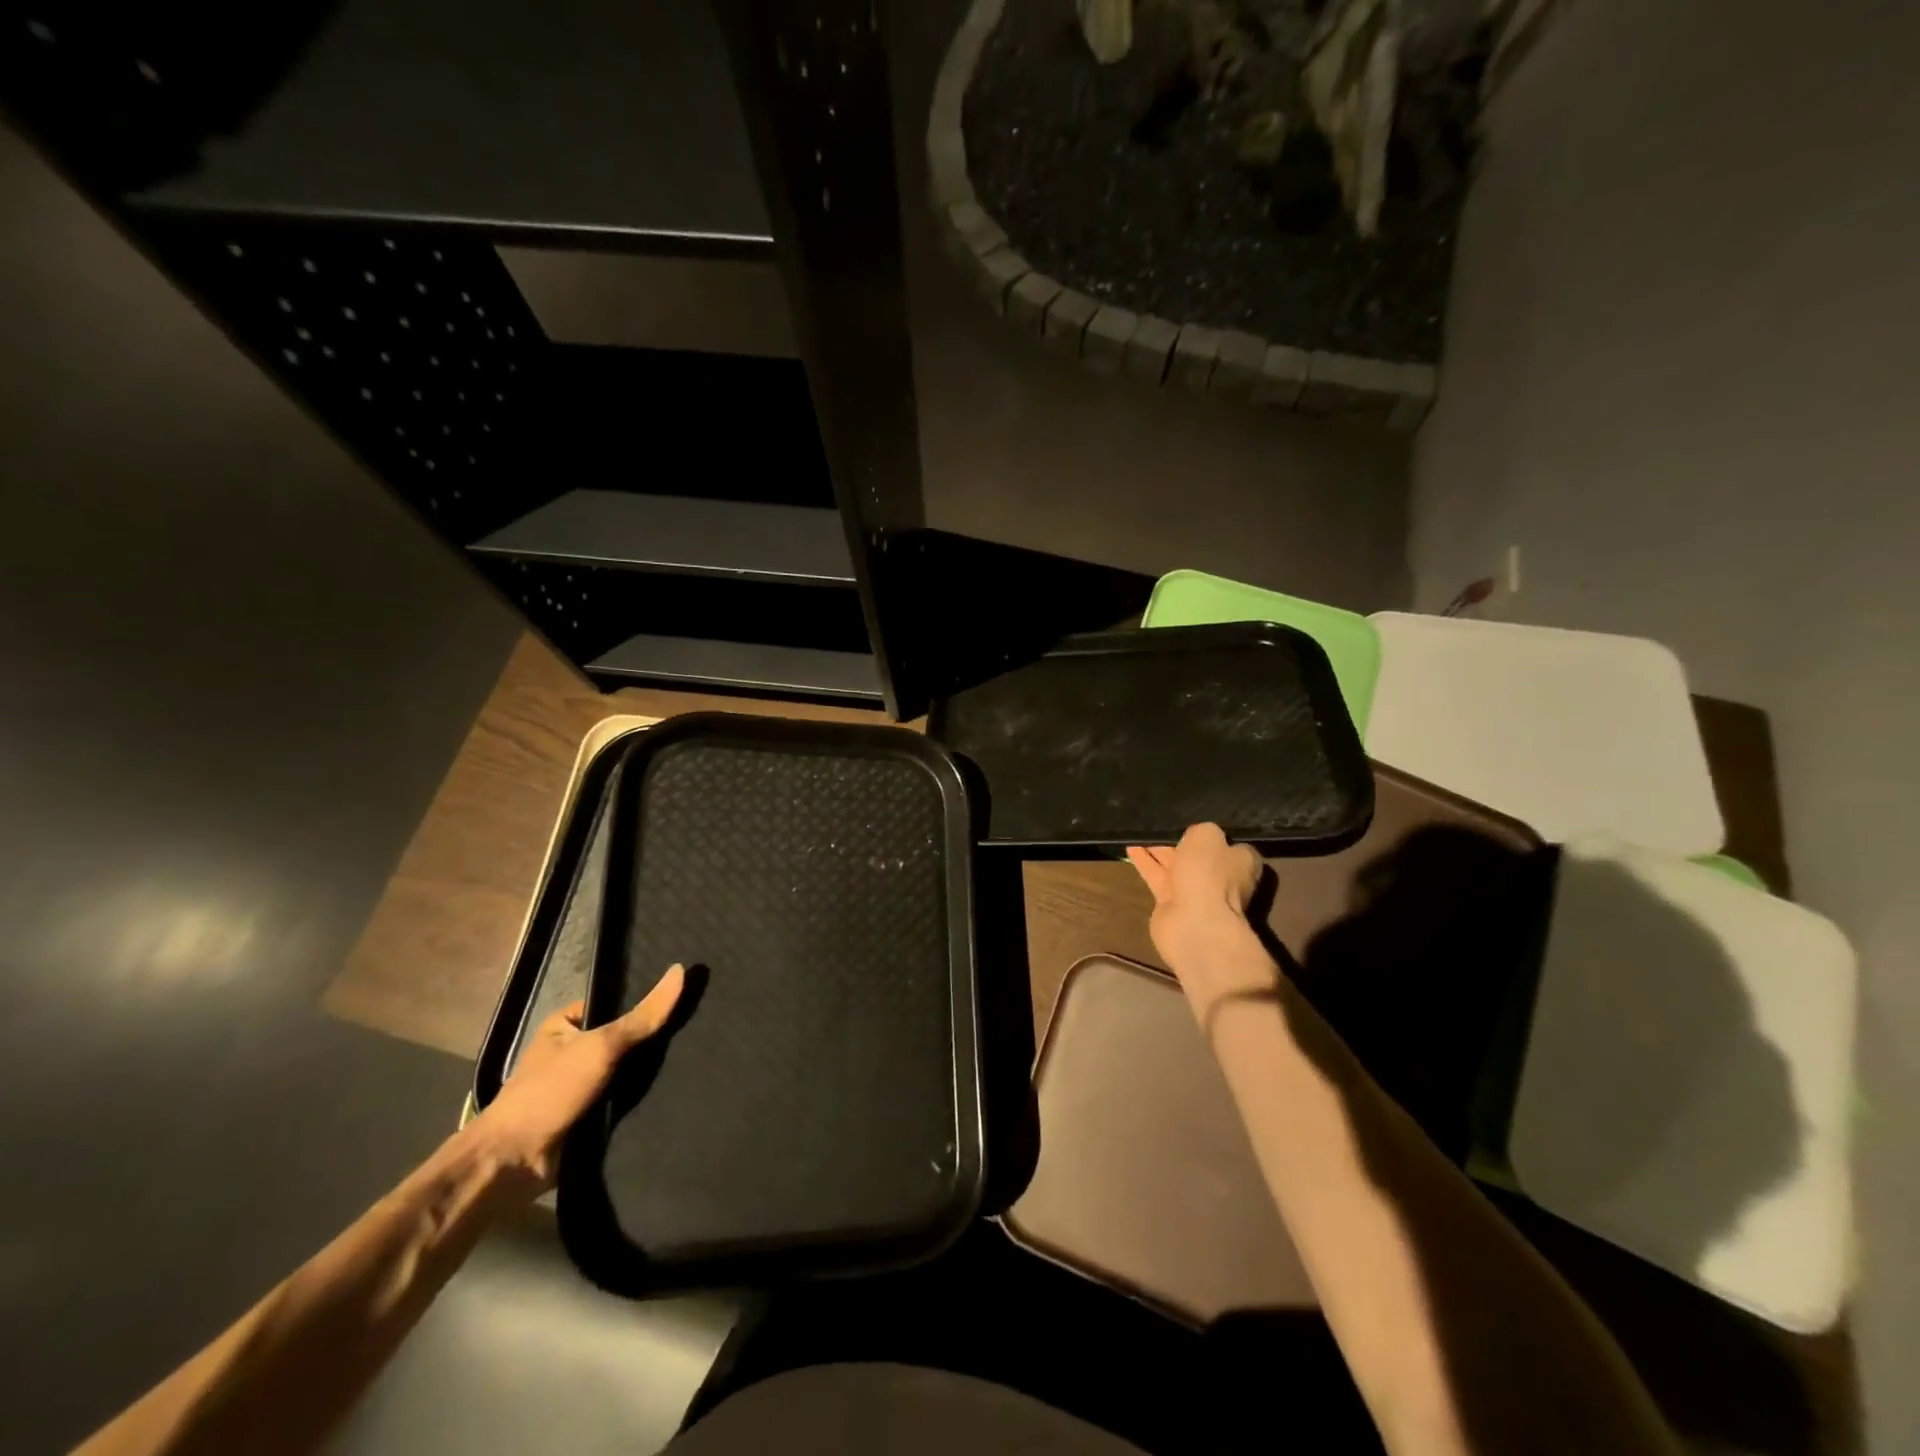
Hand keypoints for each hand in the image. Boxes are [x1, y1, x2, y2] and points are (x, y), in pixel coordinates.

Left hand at [467, 964, 686, 1190]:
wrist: (513, 1163)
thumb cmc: (551, 1092)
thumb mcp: (602, 1045)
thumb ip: (643, 1015)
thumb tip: (682, 969)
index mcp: (564, 1025)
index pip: (616, 1003)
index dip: (648, 1001)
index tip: (686, 998)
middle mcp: (572, 1052)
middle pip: (624, 1038)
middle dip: (653, 1040)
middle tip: (698, 1030)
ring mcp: (580, 1086)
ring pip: (627, 1071)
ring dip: (651, 1073)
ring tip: (697, 1059)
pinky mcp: (589, 1117)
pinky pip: (624, 1100)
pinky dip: (643, 1098)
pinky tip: (678, 1090)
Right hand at [1127, 825, 1275, 1013]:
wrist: (1193, 924)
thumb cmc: (1208, 874)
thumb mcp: (1207, 835)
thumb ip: (1200, 830)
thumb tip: (1194, 835)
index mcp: (1240, 862)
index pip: (1227, 842)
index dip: (1209, 832)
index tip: (1190, 819)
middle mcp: (1220, 877)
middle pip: (1197, 853)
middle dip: (1178, 839)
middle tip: (1158, 820)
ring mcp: (1195, 892)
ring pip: (1174, 864)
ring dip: (1157, 848)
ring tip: (1139, 829)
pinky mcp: (1171, 903)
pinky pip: (1157, 876)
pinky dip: (1144, 862)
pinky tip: (1129, 845)